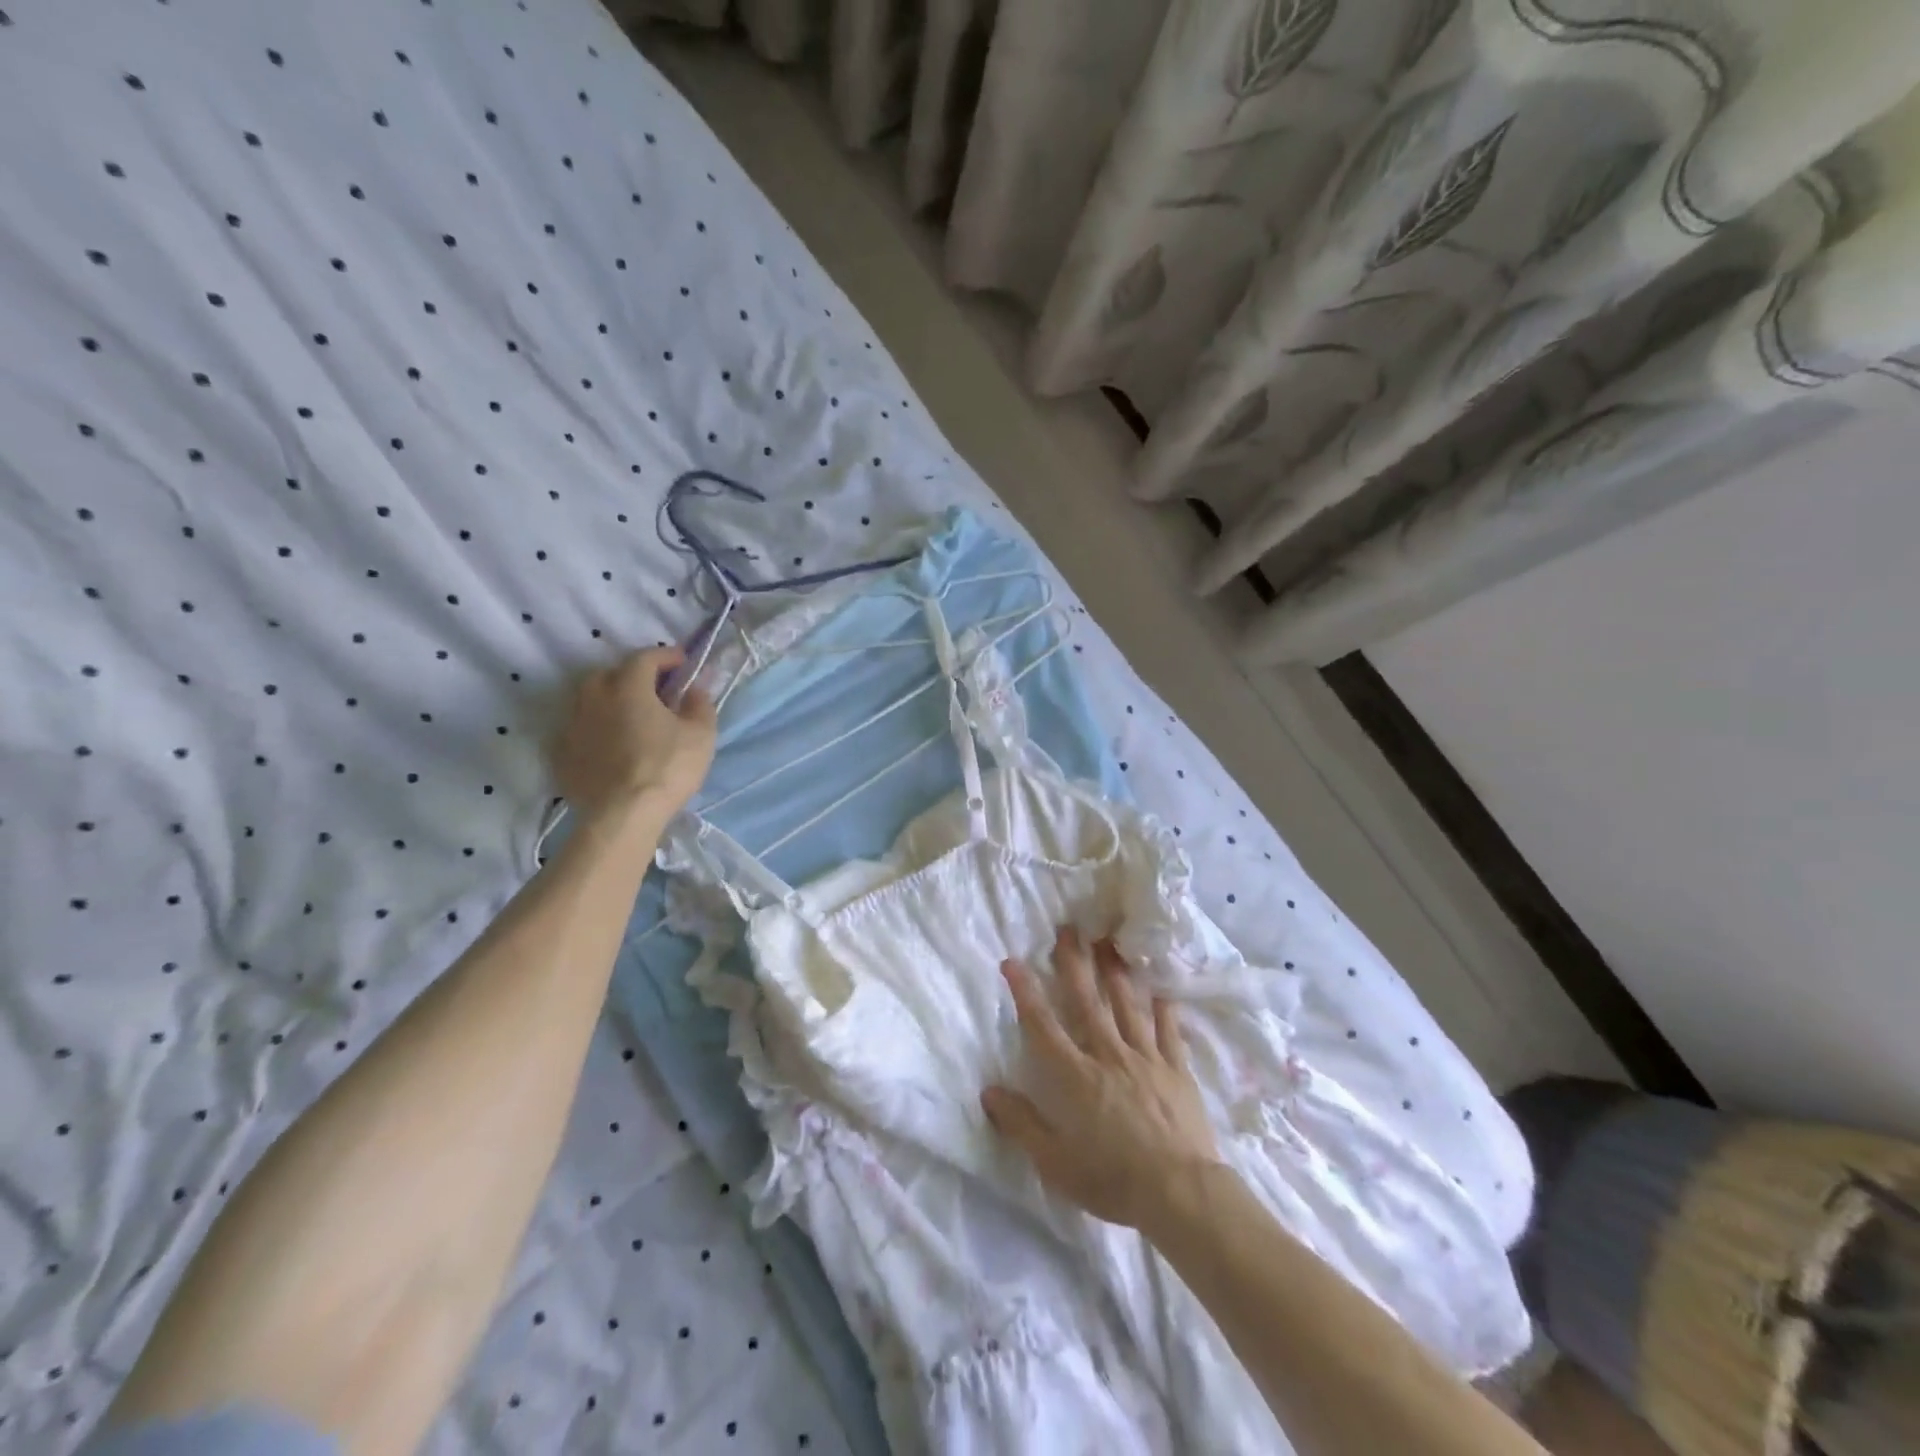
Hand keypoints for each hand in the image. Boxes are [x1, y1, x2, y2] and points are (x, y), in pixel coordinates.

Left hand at [552, 646, 717, 821]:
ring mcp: (572, 726)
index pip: (645, 657)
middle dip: (633, 676)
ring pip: (589, 701)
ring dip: (610, 702)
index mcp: (628, 687)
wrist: (623, 815)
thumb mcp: (701, 734)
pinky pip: (579, 730)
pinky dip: (595, 730)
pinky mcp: (561, 754)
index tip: (683, 662)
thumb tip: (694, 689)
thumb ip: (700, 704)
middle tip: (654, 691)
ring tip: (629, 718)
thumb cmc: (667, 768)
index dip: (667, 656)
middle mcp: (593, 697)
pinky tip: (609, 746)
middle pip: (611, 674)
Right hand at [982, 927, 1221, 1230]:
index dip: (1025, 991)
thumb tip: (988, 1091)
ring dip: (1114, 971)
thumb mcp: (1055, 1163)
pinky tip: (1161, 988)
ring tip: (1109, 942)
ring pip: (1127, 1005)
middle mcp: (1108, 1055)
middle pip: (1086, 1001)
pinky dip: (1164, 1007)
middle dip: (1074, 962)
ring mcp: (1146, 1058)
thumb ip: (1022, 1124)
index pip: (1043, 1025)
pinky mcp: (1176, 1069)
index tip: (1012, 961)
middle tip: (1068, 928)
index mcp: (1076, 1076)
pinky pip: (1168, 1030)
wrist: (1181, 1193)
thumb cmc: (1113, 1180)